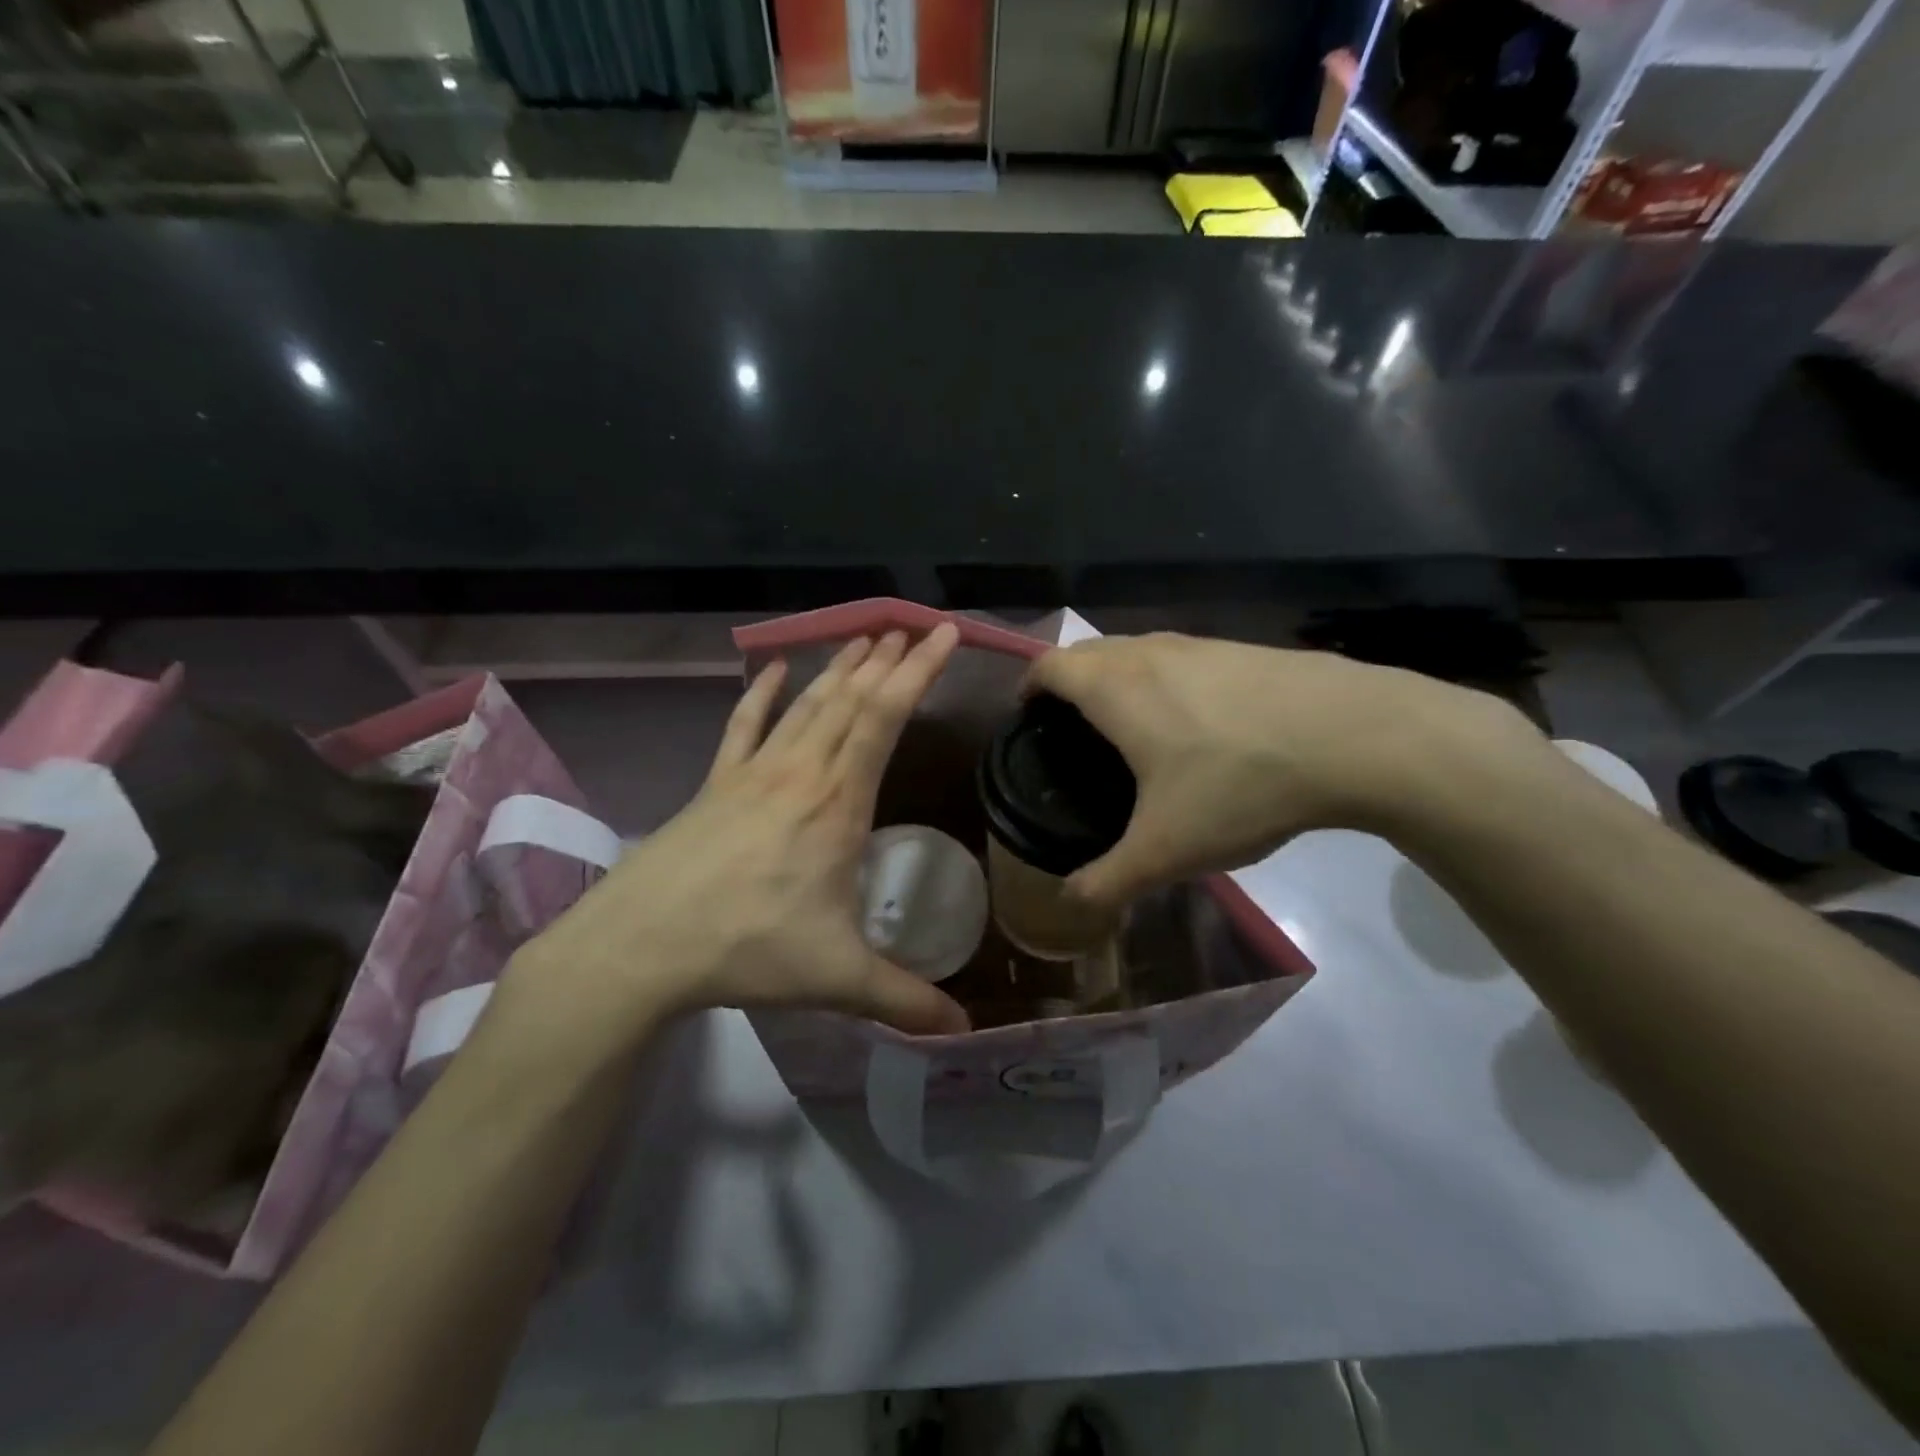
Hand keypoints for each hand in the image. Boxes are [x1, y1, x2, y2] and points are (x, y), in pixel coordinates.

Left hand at [498, 626, 970, 1054]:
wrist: (639, 946)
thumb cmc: (747, 949)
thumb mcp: (836, 979)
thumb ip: (904, 1001)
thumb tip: (963, 1032)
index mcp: (837, 803)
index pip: (885, 717)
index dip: (918, 671)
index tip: (943, 634)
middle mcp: (799, 772)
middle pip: (850, 698)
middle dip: (887, 658)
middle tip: (913, 626)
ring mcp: (753, 773)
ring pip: (806, 704)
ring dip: (840, 667)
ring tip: (866, 636)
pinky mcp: (716, 784)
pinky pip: (743, 726)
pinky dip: (763, 694)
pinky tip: (774, 669)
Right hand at [1025, 632, 1546, 907]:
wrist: (1357, 736)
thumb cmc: (1241, 785)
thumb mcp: (1167, 850)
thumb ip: (1109, 880)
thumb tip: (1071, 903)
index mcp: (1115, 688)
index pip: (1048, 666)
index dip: (1026, 688)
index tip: (1026, 721)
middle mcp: (1150, 652)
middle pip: (1088, 651)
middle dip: (1067, 682)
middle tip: (1071, 732)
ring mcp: (1200, 644)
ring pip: (1136, 650)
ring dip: (1117, 677)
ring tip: (1129, 728)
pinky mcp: (1243, 648)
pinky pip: (1180, 657)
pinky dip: (1163, 679)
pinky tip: (1196, 724)